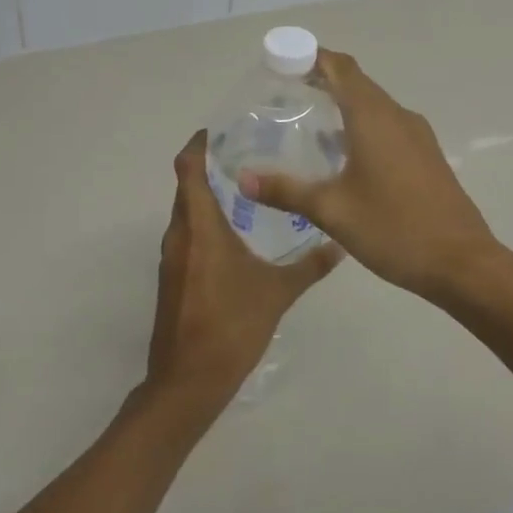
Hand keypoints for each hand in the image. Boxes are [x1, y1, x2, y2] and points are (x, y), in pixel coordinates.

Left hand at [145, 132, 340, 413]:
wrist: (188, 382)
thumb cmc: (231, 326)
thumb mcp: (277, 293)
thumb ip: (309, 265)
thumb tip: (340, 244)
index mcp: (200, 227)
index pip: (188, 168)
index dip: (199, 144)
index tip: (223, 130)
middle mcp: (180, 234)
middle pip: (187, 186)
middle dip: (211, 166)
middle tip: (249, 153)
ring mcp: (172, 257)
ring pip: (187, 212)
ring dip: (209, 195)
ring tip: (248, 187)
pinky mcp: (173, 277)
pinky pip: (187, 234)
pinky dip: (206, 221)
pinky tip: (237, 231)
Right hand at [239, 51, 501, 302]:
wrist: (461, 262)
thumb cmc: (393, 228)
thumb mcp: (332, 210)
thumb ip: (286, 190)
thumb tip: (243, 179)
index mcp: (373, 117)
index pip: (341, 67)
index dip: (312, 57)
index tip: (282, 62)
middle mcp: (397, 115)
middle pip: (357, 82)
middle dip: (323, 80)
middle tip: (286, 93)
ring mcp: (417, 135)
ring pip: (374, 105)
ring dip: (343, 104)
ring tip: (309, 123)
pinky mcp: (427, 155)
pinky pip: (388, 125)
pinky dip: (362, 125)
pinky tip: (344, 155)